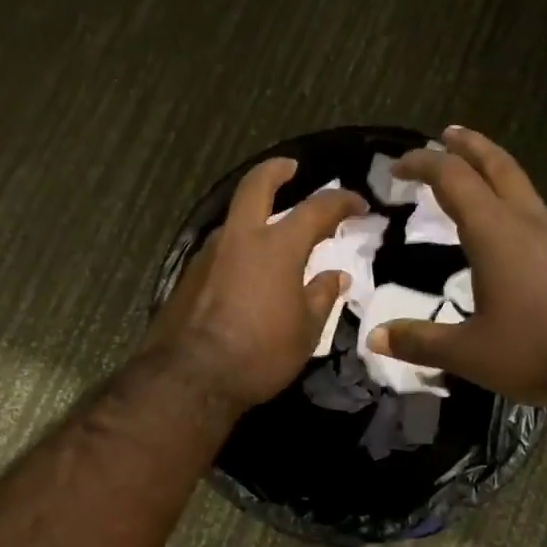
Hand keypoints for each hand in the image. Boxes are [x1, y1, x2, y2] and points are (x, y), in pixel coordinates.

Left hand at [146, 157, 366, 415]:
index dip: (341, 201)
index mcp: (277, 246)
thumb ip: (321, 296)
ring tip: (272, 232)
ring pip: (234, 219)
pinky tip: (245, 269)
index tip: (358, 203)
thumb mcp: (306, 330)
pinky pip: (220, 249)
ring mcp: (208, 254)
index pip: (317, 209)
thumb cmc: (261, 353)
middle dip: (276, 171)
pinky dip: (238, 247)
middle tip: (291, 168)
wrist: (191, 378)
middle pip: (256, 186)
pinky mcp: (188, 275)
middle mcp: (240, 238)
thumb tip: (335, 276)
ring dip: (254, 215)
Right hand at [370, 127, 546, 404]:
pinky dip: (512, 200)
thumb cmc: (540, 346)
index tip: (397, 166)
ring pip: (521, 184)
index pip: (451, 178)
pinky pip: (535, 210)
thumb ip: (420, 342)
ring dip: (494, 169)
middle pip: (495, 165)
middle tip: (447, 133)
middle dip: (468, 146)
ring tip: (476, 172)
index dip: (422, 164)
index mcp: (494, 230)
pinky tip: (511, 226)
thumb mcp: (470, 352)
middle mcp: (526, 220)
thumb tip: (375, 337)